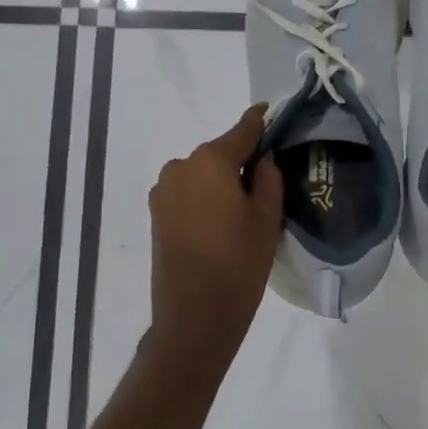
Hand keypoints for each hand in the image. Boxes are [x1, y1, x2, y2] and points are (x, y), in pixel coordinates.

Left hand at [147, 105, 284, 366]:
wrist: (193, 317)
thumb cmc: (238, 264)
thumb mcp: (267, 218)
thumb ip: (268, 177)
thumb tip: (262, 158)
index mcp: (211, 160)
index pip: (242, 130)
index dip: (260, 121)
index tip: (270, 111)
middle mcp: (181, 165)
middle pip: (220, 153)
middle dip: (241, 160)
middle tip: (265, 181)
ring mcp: (164, 190)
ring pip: (202, 173)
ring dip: (220, 181)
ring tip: (242, 209)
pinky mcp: (156, 213)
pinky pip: (188, 192)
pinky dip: (204, 197)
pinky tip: (220, 221)